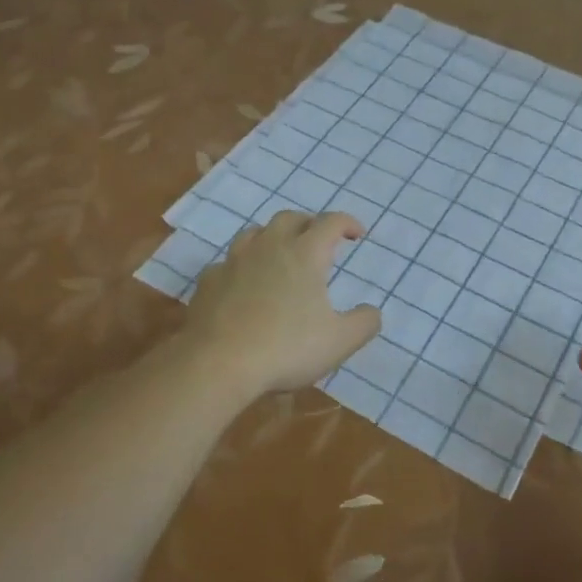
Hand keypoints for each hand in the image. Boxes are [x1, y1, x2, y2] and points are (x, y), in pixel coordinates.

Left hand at [181, 210, 380, 396]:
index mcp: (305, 254)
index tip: (357, 234)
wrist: (218, 363)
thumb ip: (364, 323)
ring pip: (255, 233)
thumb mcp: (339, 342)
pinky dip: (242, 266)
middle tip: (319, 241)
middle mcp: (269, 247)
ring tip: (280, 254)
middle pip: (290, 218)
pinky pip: (228, 263)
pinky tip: (244, 285)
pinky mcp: (209, 281)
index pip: (331, 222)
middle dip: (309, 224)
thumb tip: (372, 311)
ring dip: (273, 237)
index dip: (347, 223)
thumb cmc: (286, 348)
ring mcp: (234, 261)